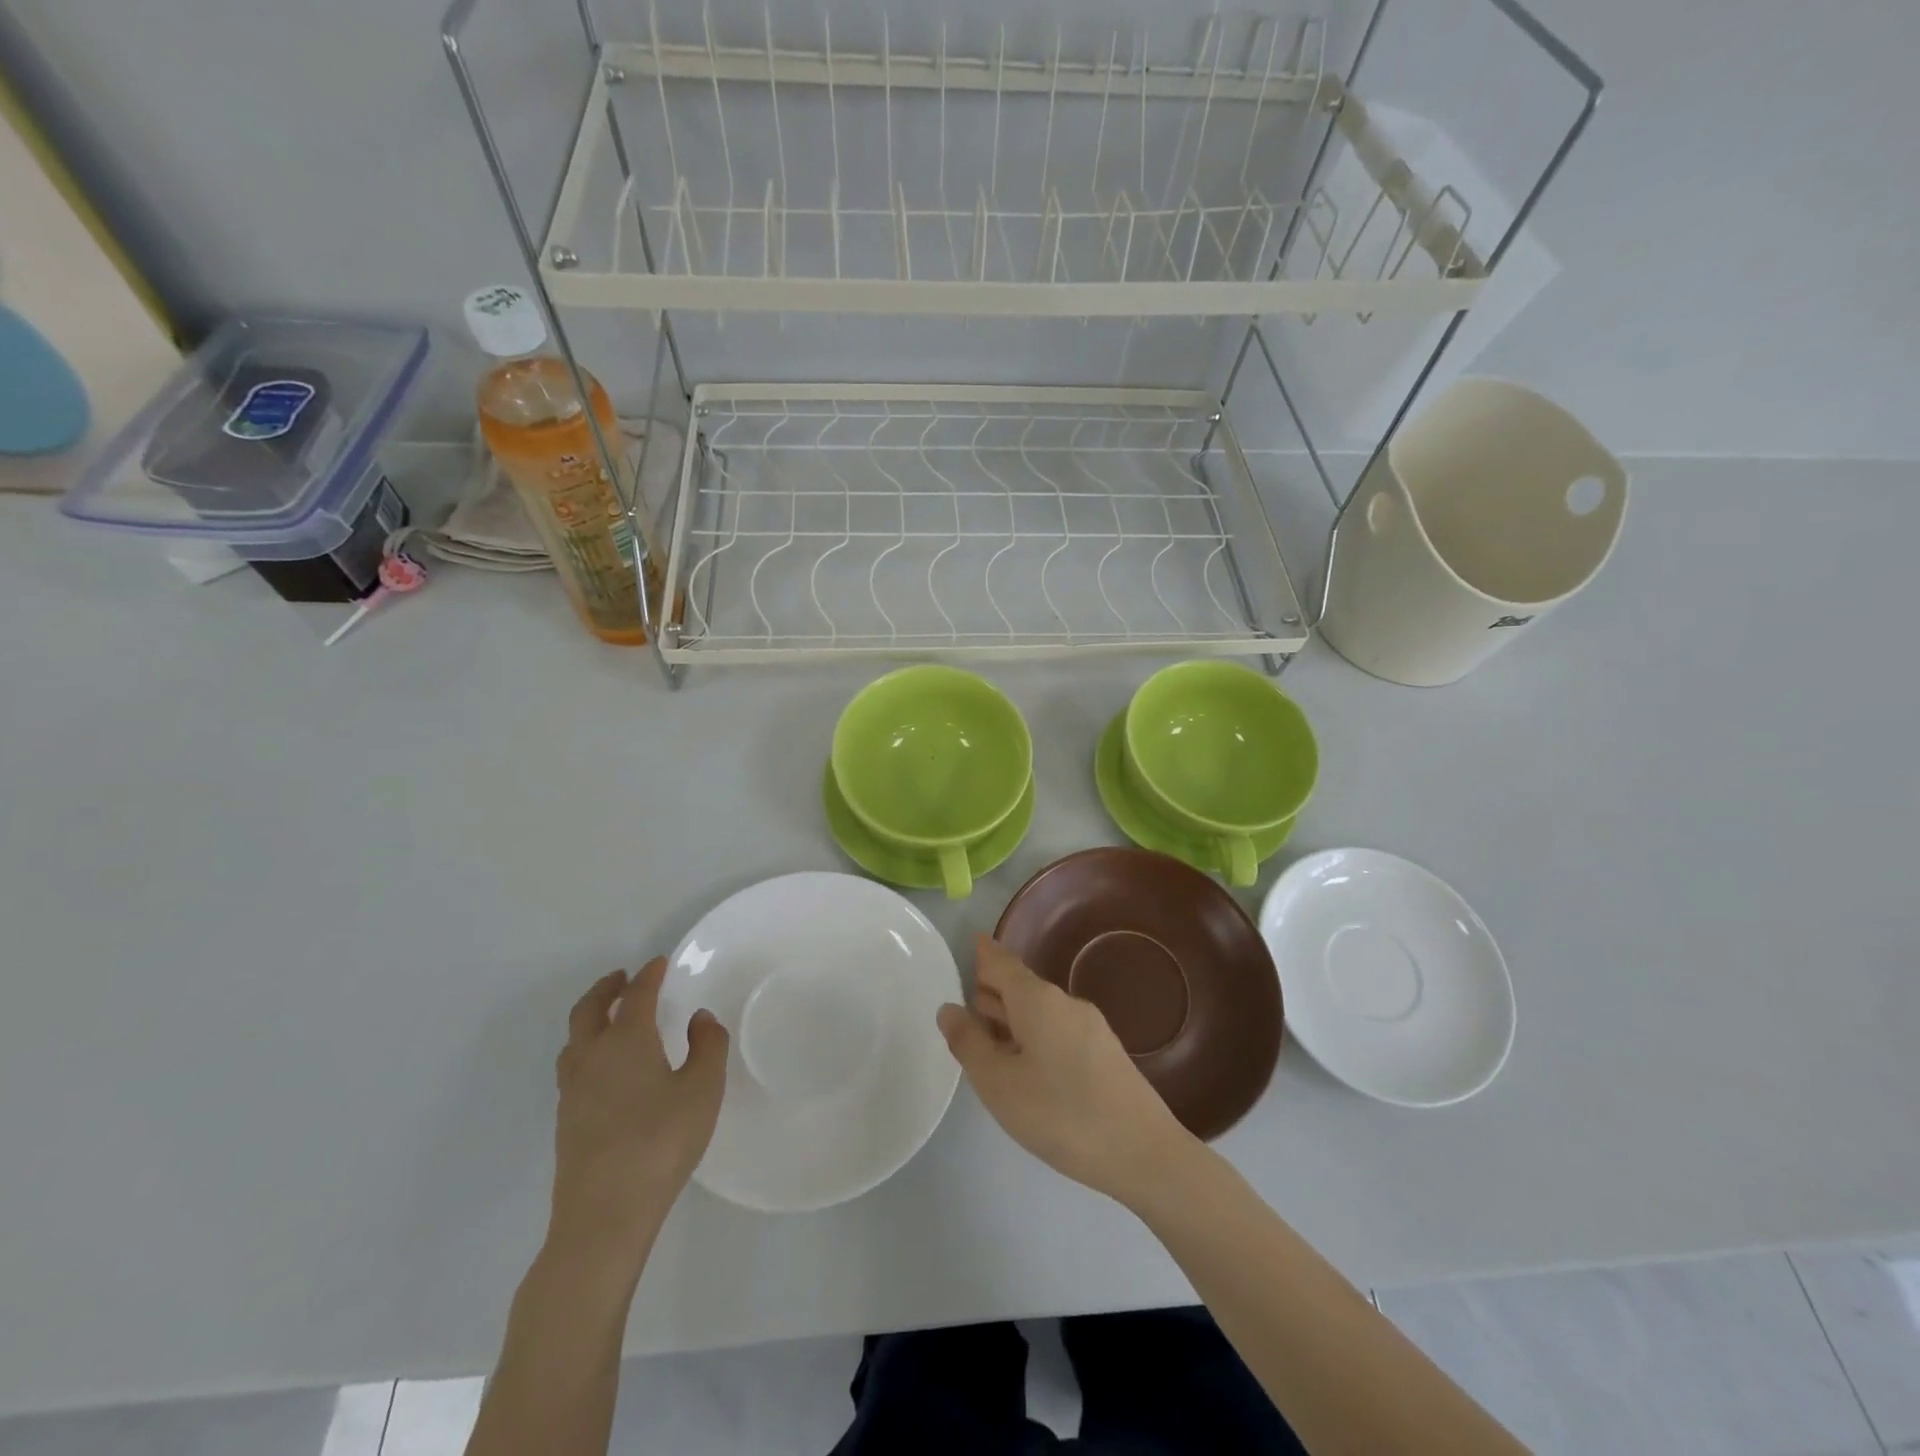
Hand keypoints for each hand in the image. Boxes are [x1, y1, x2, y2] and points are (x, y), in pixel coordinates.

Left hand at [547, 958, 727, 1274]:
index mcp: (626, 1041)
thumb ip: (707, 1047)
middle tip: (623, 978)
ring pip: (574, 1039)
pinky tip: (605, 1069)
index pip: (635, 995)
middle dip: (606, 989)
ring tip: (609, 1018)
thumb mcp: (703, 1090)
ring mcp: (573, 1091)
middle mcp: (592, 1057)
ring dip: (590, 1018)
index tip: (659, 963)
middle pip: (589, 1010)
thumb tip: (699, 1019)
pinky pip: (573, 1066)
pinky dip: (586, 1048)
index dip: (648, 976)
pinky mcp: (566, 1120)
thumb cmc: (661, 1143)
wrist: (604, 1214)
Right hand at [938, 935, 1195, 1206]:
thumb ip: (969, 1043)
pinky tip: (1026, 1061)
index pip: (1002, 963)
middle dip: (995, 988)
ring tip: (988, 1028)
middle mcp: (1065, 1003)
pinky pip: (1058, 1029)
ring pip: (1040, 1010)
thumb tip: (949, 1008)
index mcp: (1037, 1000)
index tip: (972, 941)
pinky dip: (1033, 1033)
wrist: (1143, 1151)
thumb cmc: (1060, 1114)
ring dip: (1013, 1014)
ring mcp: (1090, 1027)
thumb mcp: (999, 1083)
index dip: (984, 953)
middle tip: (968, 995)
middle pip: (1022, 985)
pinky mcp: (1105, 1052)